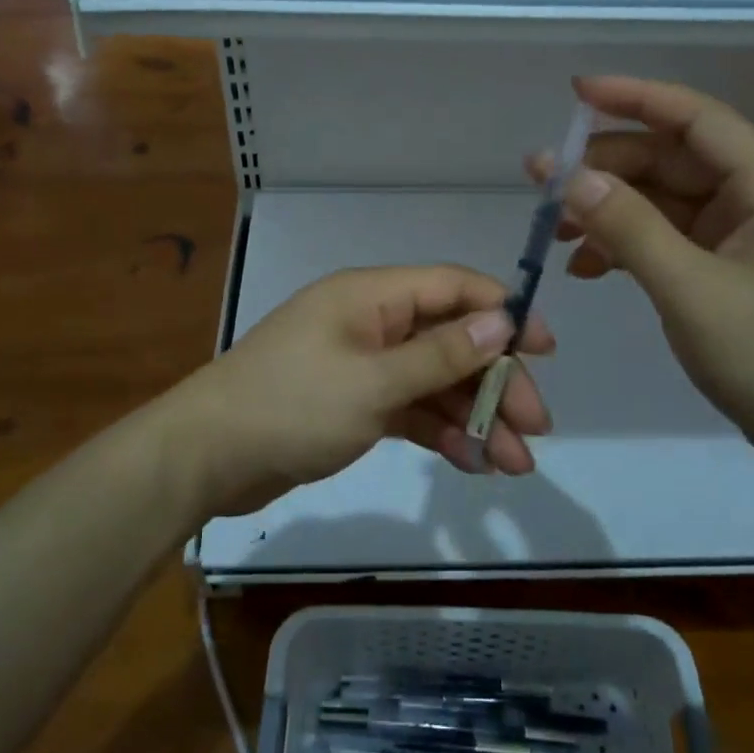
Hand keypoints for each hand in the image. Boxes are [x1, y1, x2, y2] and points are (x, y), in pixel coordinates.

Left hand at [168, 265, 555, 516]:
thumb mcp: (374, 381)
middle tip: (534, 428)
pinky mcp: (354, 404)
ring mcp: (363, 365)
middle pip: (450, 340)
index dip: (504, 312)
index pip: (453, 288)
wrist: (208, 457)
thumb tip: (503, 318)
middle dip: (494, 382)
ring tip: (514, 464)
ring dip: (473, 416)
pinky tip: (472, 464)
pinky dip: (440, 433)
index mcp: (373, 296)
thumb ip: (441, 353)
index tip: (545, 350)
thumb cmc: (292, 405)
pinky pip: (409, 409)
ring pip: (434, 381)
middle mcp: (372, 323)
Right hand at [539, 75, 753, 462]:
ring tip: (554, 232)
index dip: (635, 98)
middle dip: (606, 169)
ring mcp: (746, 235)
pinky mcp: (733, 268)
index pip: (696, 118)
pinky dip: (630, 246)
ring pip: (665, 202)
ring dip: (611, 211)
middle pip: (672, 161)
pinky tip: (588, 268)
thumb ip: (631, 229)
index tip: (576, 93)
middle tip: (542, 184)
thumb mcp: (692, 293)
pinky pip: (672, 239)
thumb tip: (571, 177)